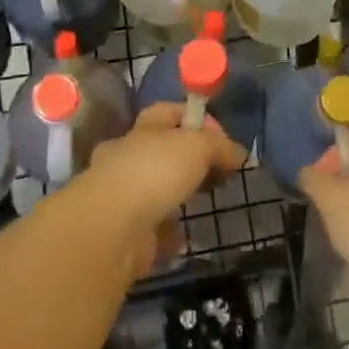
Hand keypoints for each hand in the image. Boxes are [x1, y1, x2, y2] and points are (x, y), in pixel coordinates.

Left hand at [84, 102, 247, 275]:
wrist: (110, 229)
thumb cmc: (153, 173)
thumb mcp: (196, 146)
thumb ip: (220, 146)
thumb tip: (239, 153)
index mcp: (143, 130)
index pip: (169, 112)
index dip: (195, 118)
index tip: (221, 136)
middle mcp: (127, 158)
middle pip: (162, 151)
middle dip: (189, 160)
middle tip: (218, 172)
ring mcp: (122, 195)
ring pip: (156, 189)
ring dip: (178, 195)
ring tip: (205, 202)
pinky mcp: (124, 232)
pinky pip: (153, 229)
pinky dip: (169, 233)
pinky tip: (186, 237)